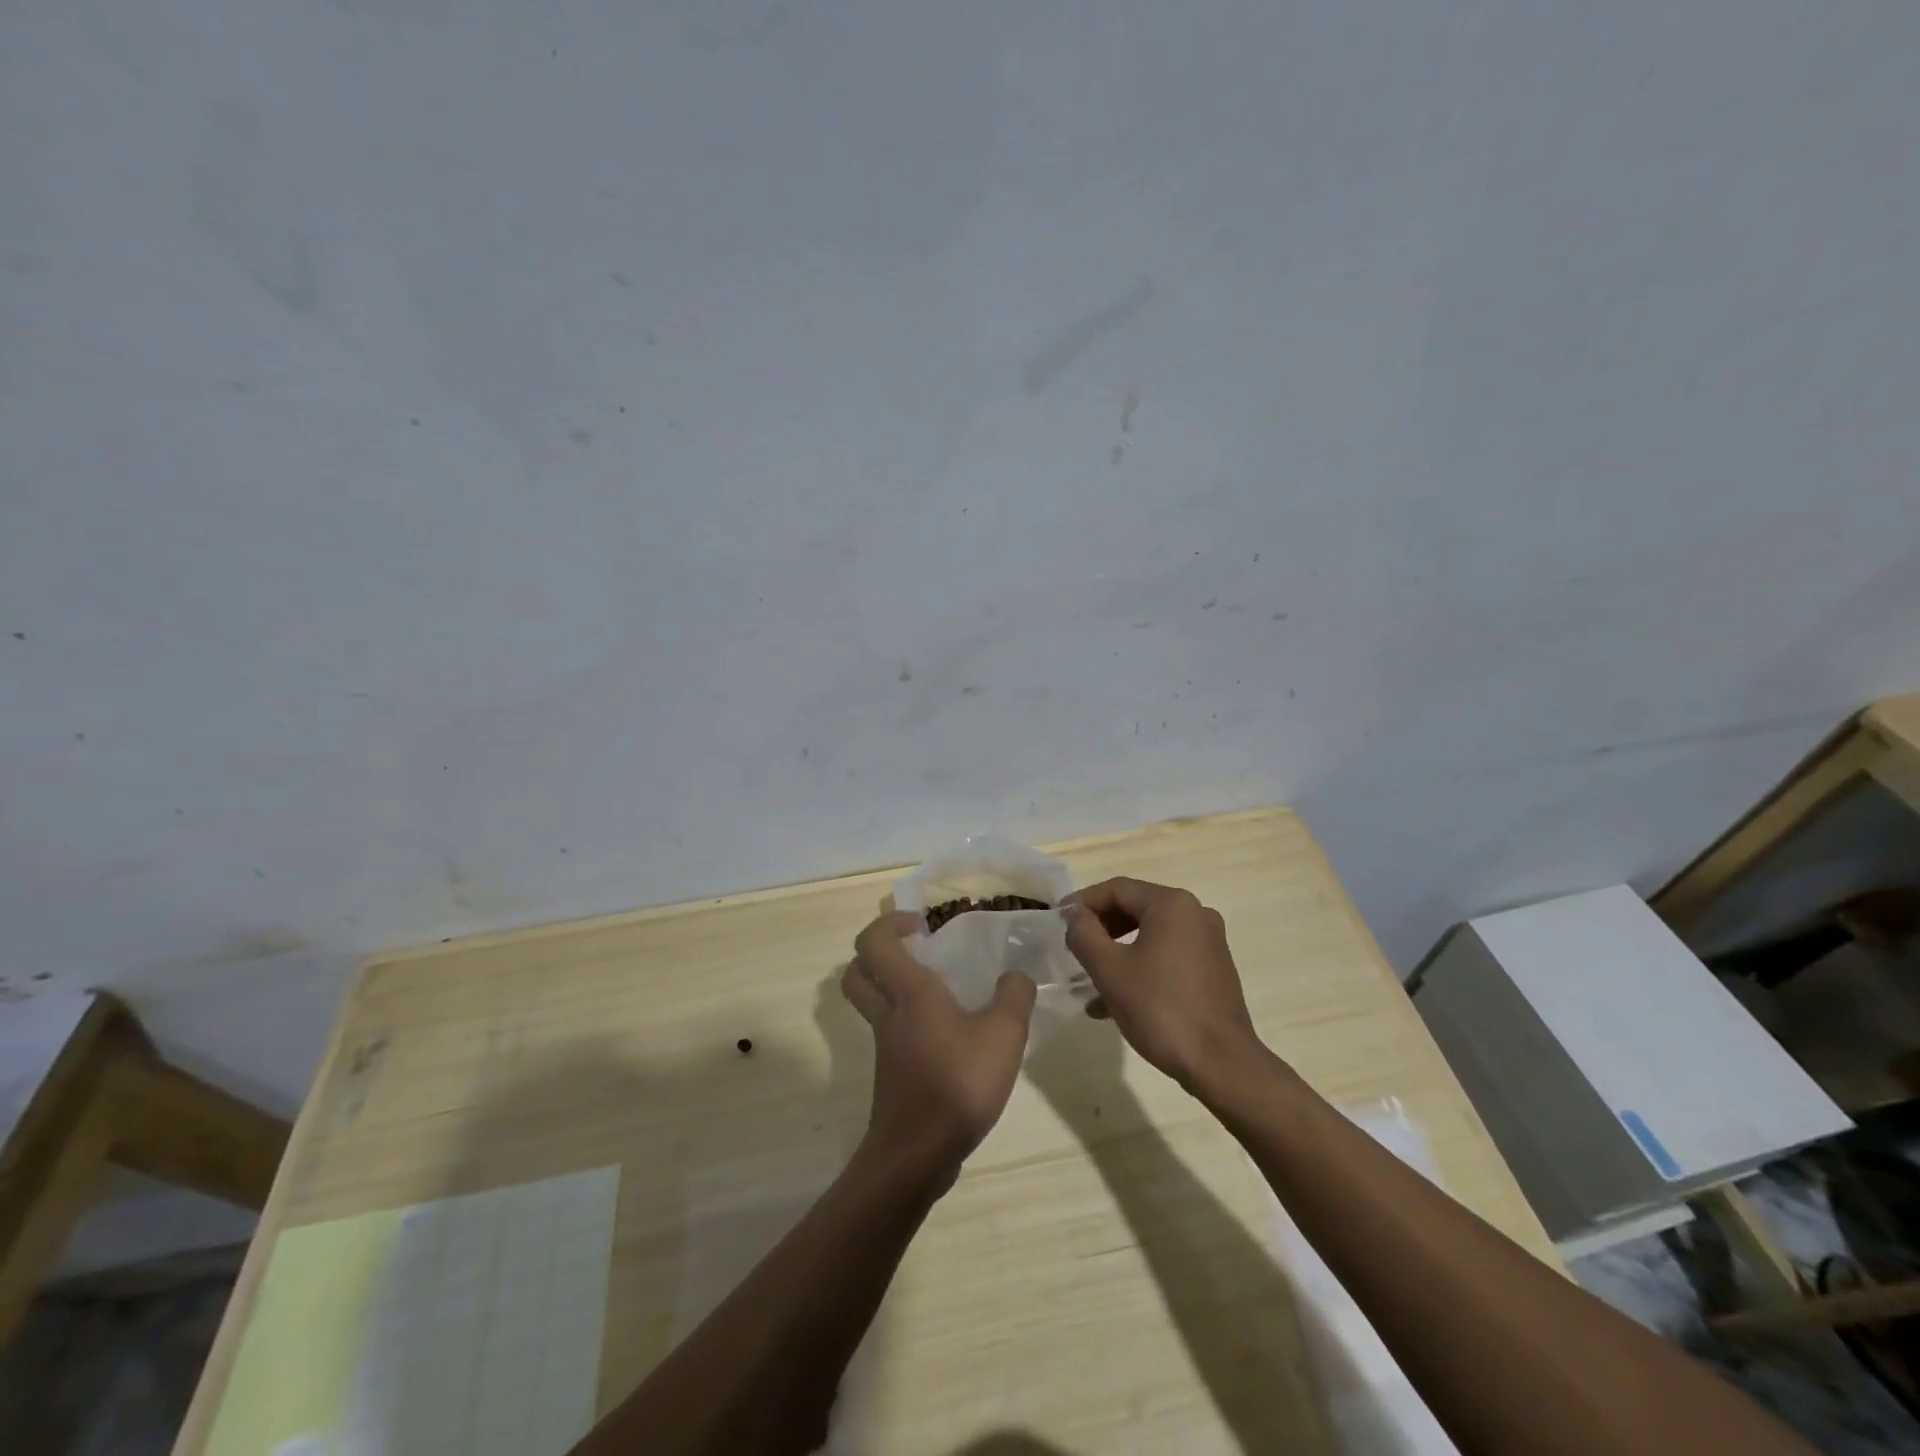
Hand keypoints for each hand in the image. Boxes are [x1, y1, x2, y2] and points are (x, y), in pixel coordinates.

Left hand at [841, 911, 1036, 1183]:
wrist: (917, 1156)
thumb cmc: (957, 1084)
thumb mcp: (1004, 1034)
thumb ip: (1014, 996)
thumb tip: (1015, 976)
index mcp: (910, 992)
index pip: (874, 942)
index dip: (889, 923)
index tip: (921, 925)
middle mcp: (889, 1014)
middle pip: (858, 972)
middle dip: (879, 953)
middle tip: (916, 951)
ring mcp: (886, 1047)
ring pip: (873, 1003)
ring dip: (893, 987)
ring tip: (940, 991)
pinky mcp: (892, 1074)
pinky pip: (891, 1033)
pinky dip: (909, 1023)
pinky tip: (950, 1035)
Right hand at [1062, 878, 1265, 1092]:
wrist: (1222, 1064)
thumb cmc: (1161, 1010)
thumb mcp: (1110, 970)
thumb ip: (1084, 934)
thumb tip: (1074, 914)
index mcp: (1172, 904)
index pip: (1116, 889)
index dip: (1082, 902)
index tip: (1057, 921)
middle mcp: (1195, 913)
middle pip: (1135, 908)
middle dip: (1100, 928)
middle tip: (1072, 947)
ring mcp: (1208, 942)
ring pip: (1150, 934)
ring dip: (1117, 951)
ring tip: (1089, 979)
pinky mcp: (1213, 969)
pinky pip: (1167, 955)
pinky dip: (1140, 967)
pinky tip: (1116, 1001)